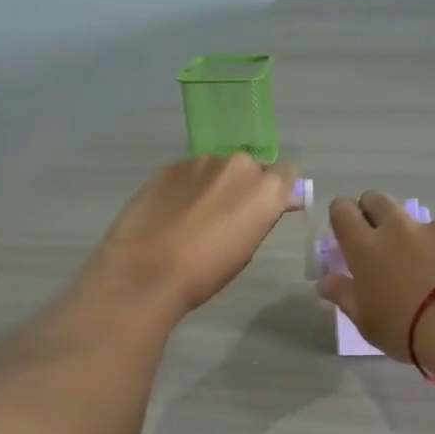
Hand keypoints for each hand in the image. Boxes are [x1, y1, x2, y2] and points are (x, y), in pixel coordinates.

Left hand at [86, 154, 299, 318]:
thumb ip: (263, 217)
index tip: (268, 209)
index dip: (279, 191)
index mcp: (265, 189)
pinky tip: (173, 212)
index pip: (288, 174)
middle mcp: (238, 165)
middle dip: (245, 186)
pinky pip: (190, 172)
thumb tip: (274, 203)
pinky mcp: (170, 166)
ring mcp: (201, 162)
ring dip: (215, 184)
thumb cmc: (206, 272)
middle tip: (229, 216)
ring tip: (196, 215)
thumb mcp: (248, 249)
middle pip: (252, 168)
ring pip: (219, 168)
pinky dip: (188, 187)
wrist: (146, 270)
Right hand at [316, 192, 434, 361]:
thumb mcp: (367, 321)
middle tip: (381, 239)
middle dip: (374, 211)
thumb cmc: (406, 329)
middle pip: (378, 200)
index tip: (347, 229)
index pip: (343, 211)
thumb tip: (325, 281)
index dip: (342, 214)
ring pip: (420, 222)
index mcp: (366, 247)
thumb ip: (344, 295)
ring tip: (433, 271)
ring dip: (419, 238)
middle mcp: (399, 228)